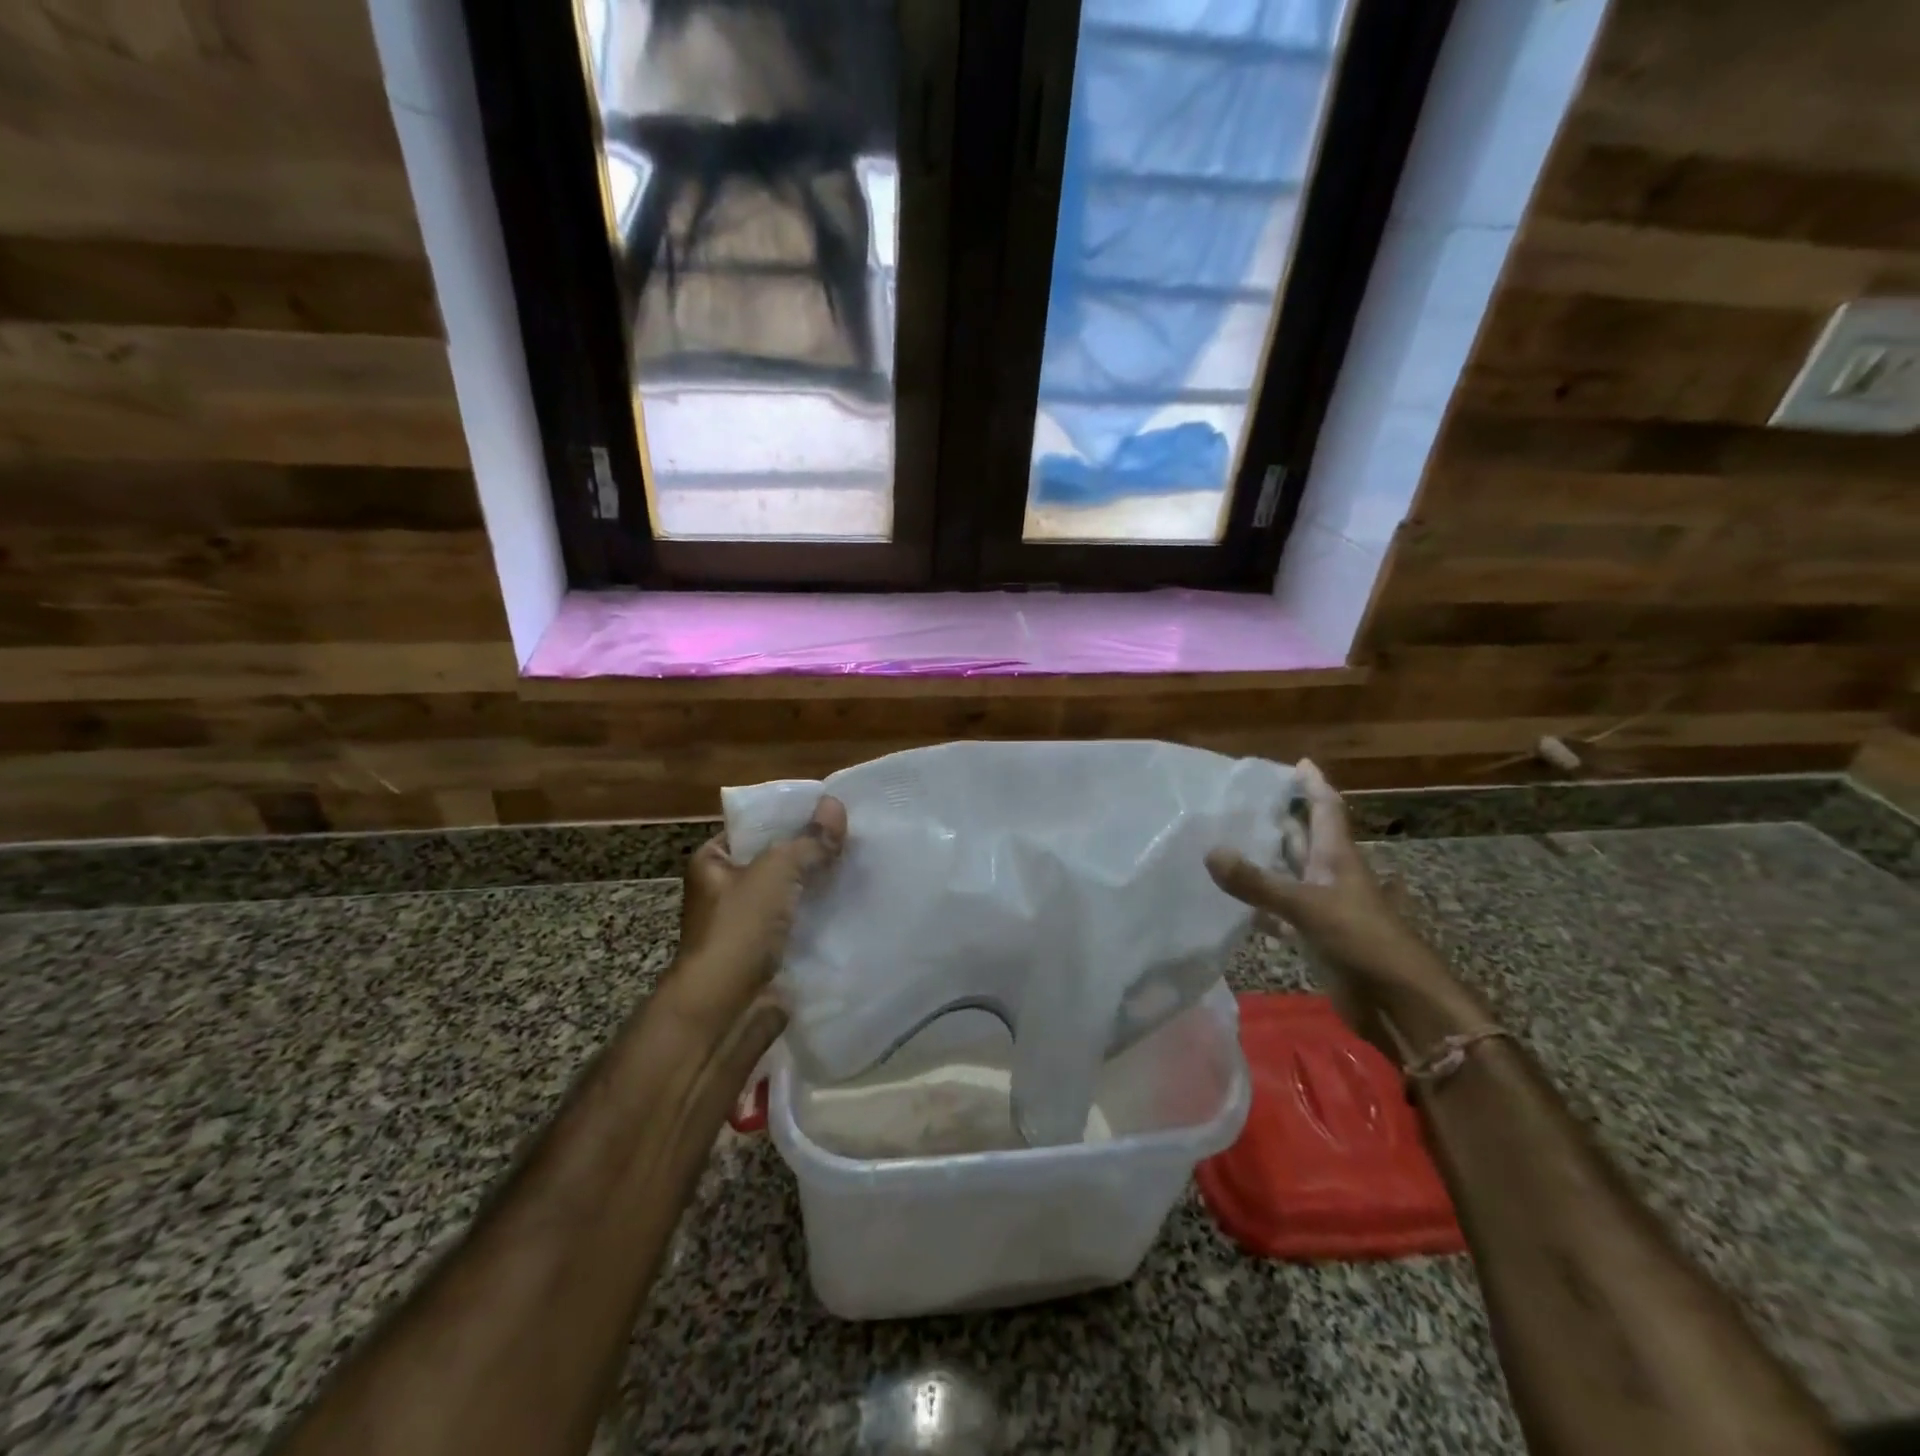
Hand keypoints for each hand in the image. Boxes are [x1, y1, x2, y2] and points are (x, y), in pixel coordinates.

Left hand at [666, 795, 847, 1028]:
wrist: (725, 1012)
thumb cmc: (738, 930)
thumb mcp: (775, 872)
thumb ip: (809, 841)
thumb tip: (836, 804)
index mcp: (714, 862)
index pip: (756, 826)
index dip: (792, 816)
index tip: (834, 809)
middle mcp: (729, 889)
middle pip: (780, 860)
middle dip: (814, 851)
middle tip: (859, 835)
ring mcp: (751, 924)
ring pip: (795, 893)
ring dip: (824, 885)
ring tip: (866, 864)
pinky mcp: (772, 953)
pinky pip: (804, 924)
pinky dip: (826, 917)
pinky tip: (858, 903)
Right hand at [1206, 760, 1462, 1056]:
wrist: (1398, 1003)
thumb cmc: (1362, 941)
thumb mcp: (1308, 907)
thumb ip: (1258, 883)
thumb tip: (1210, 851)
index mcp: (1337, 858)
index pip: (1326, 809)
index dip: (1314, 785)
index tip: (1298, 763)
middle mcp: (1329, 876)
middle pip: (1304, 839)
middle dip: (1280, 819)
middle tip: (1242, 801)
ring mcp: (1322, 908)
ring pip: (1288, 875)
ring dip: (1264, 861)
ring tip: (1224, 842)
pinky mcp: (1313, 937)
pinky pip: (1278, 913)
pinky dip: (1257, 906)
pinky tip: (1231, 902)